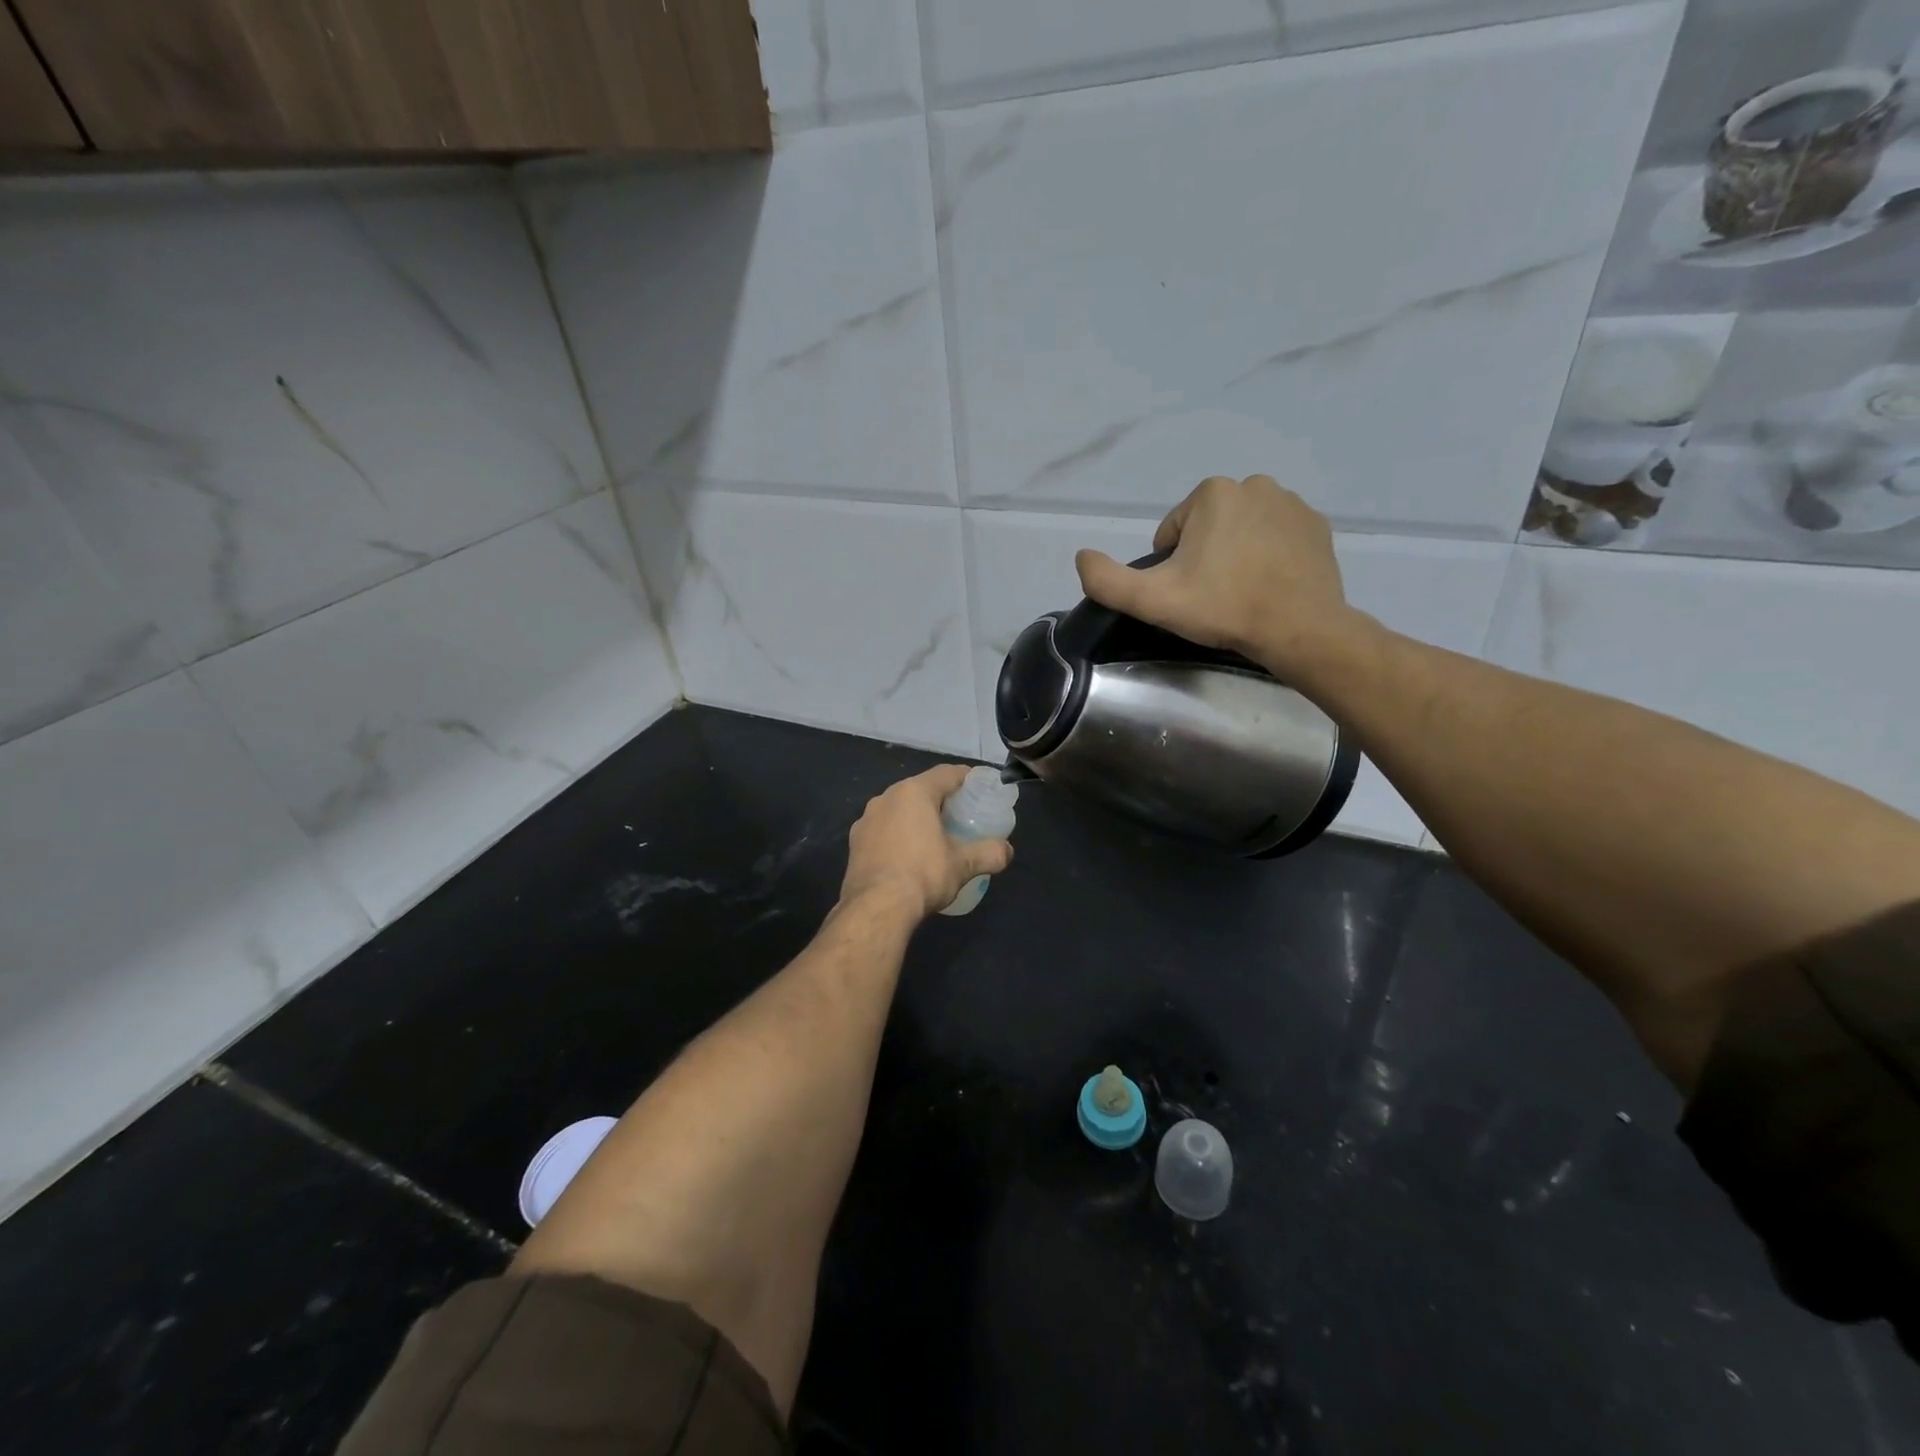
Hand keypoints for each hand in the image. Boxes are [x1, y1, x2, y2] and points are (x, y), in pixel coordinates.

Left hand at [840, 765, 1013, 918]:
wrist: (876, 908)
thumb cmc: (923, 875)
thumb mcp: (963, 865)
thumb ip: (989, 853)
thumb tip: (1007, 851)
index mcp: (914, 792)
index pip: (946, 773)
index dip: (967, 778)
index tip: (981, 788)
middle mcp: (886, 797)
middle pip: (921, 789)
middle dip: (941, 799)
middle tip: (961, 815)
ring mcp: (866, 819)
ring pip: (898, 809)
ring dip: (916, 817)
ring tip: (934, 836)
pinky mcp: (855, 841)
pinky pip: (883, 828)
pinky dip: (898, 834)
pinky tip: (907, 855)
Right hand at [1073, 475, 1371, 677]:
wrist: (1299, 629)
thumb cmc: (1223, 608)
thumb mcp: (1152, 600)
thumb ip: (1106, 580)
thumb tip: (1082, 556)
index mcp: (1212, 493)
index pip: (1172, 533)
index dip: (1170, 568)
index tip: (1187, 594)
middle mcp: (1254, 485)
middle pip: (1207, 529)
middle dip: (1204, 558)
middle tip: (1212, 597)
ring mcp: (1291, 503)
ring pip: (1241, 531)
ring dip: (1235, 556)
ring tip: (1241, 593)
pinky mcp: (1317, 525)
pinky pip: (1276, 538)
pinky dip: (1267, 557)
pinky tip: (1269, 586)